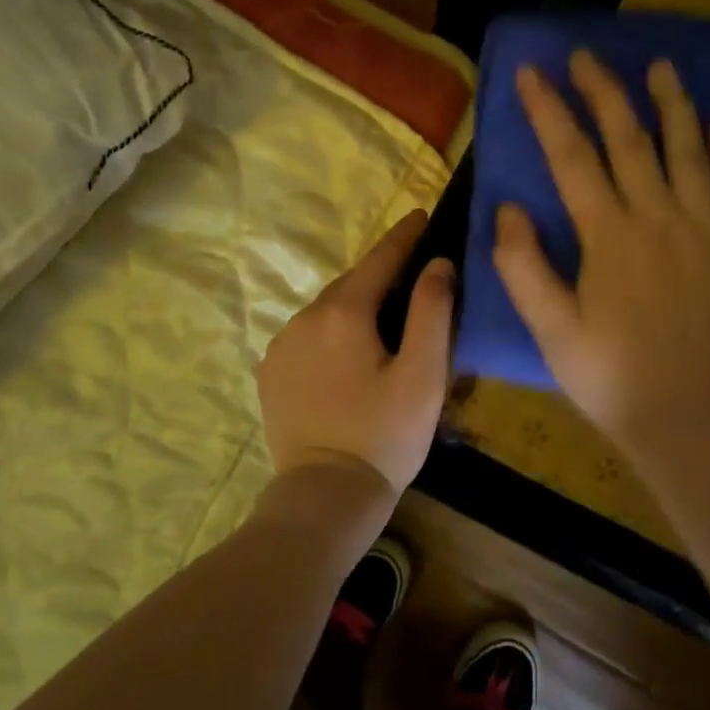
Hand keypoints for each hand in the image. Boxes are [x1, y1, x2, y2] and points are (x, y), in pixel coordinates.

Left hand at [258, 209, 454, 491]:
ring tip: (384, 318)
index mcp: (345, 313)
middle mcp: (305, 317)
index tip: (423, 215)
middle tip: (412, 272)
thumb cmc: (385, 435)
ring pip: (327, 309)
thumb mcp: (424, 375)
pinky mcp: (271, 371)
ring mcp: (282, 344)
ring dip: (355, 305)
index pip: (380, 259)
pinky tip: (347, 352)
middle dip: (382, 273)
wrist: (326, 494)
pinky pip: (308, 335)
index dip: (405, 236)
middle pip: (352, 283)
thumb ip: (433, 312)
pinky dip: (331, 331)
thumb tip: (438, 263)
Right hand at [493, 52, 709, 465]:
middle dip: (604, 92)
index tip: (533, 73)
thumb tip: (510, 208)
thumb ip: (523, 266)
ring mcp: (708, 230)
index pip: (572, 157)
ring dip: (672, 105)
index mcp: (610, 236)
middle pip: (630, 139)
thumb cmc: (609, 376)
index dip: (549, 110)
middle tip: (586, 56)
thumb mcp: (550, 329)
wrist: (688, 418)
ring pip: (690, 151)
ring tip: (660, 66)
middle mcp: (661, 218)